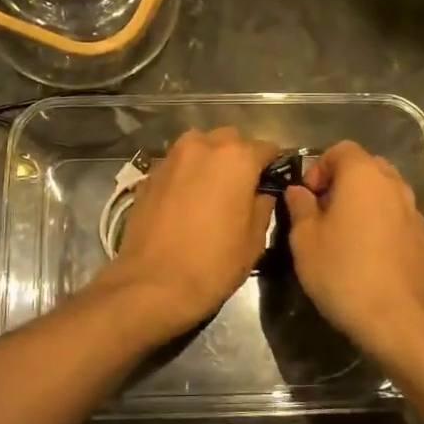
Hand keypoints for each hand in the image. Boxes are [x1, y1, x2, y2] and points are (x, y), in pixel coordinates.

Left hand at [95, 127, 280, 341]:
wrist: (153, 284)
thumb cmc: (213, 264)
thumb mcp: (254, 240)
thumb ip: (263, 206)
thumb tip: (262, 193)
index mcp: (236, 158)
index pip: (266, 148)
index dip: (274, 164)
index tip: (274, 181)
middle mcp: (202, 146)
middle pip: (229, 140)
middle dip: (239, 156)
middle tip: (242, 186)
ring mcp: (171, 158)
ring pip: (198, 146)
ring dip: (209, 160)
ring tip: (212, 189)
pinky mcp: (149, 175)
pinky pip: (176, 164)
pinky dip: (186, 174)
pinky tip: (186, 200)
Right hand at [283, 141, 423, 366]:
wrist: (397, 320)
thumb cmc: (343, 273)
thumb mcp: (305, 240)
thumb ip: (300, 208)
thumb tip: (299, 191)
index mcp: (363, 176)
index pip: (341, 149)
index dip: (320, 166)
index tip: (308, 196)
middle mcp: (393, 185)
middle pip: (366, 166)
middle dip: (343, 181)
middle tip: (323, 211)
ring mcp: (413, 211)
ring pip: (384, 191)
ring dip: (363, 202)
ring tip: (345, 233)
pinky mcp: (423, 237)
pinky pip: (396, 216)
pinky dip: (380, 222)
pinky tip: (367, 253)